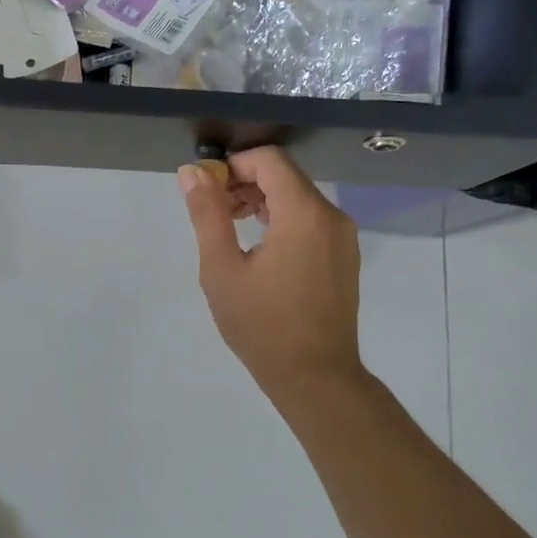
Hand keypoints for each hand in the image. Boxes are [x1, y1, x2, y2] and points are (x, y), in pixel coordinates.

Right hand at [180, 147, 363, 397]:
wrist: (316, 378)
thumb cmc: (262, 325)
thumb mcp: (222, 269)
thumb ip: (207, 214)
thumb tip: (192, 172)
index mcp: (304, 213)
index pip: (269, 160)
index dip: (233, 165)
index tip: (207, 191)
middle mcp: (331, 216)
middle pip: (285, 176)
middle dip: (244, 183)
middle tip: (213, 214)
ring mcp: (343, 237)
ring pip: (298, 197)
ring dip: (261, 201)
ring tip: (230, 230)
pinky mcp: (344, 257)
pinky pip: (311, 220)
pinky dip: (282, 220)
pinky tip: (259, 249)